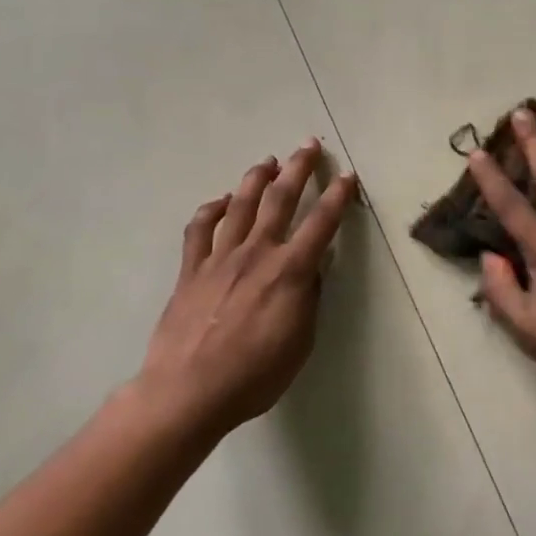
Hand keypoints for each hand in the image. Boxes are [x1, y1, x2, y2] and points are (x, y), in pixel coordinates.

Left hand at [139, 140, 357, 434]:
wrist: (188, 390)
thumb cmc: (254, 375)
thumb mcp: (300, 342)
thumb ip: (308, 299)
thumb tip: (312, 269)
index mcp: (289, 272)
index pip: (321, 223)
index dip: (338, 197)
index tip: (347, 176)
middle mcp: (256, 253)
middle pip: (280, 198)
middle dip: (298, 168)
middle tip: (308, 145)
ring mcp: (220, 257)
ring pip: (240, 204)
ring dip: (256, 178)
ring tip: (268, 161)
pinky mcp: (191, 269)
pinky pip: (200, 229)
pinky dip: (211, 209)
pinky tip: (221, 201)